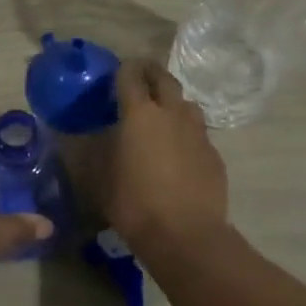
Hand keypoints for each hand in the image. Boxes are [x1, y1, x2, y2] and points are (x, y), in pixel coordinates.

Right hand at [107, 60, 228, 247]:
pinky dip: (186, 134)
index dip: (123, 69)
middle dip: (151, 73)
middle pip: (164, 79)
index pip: (130, 76)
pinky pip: (198, 133)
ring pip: (186, 104)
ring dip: (173, 103)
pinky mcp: (214, 154)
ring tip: (162, 116)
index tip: (116, 71)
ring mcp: (198, 133)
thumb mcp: (100, 179)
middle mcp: (171, 114)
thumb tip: (91, 139)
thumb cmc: (134, 204)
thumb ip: (96, 153)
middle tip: (141, 78)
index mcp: (139, 114)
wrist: (186, 236)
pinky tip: (178, 153)